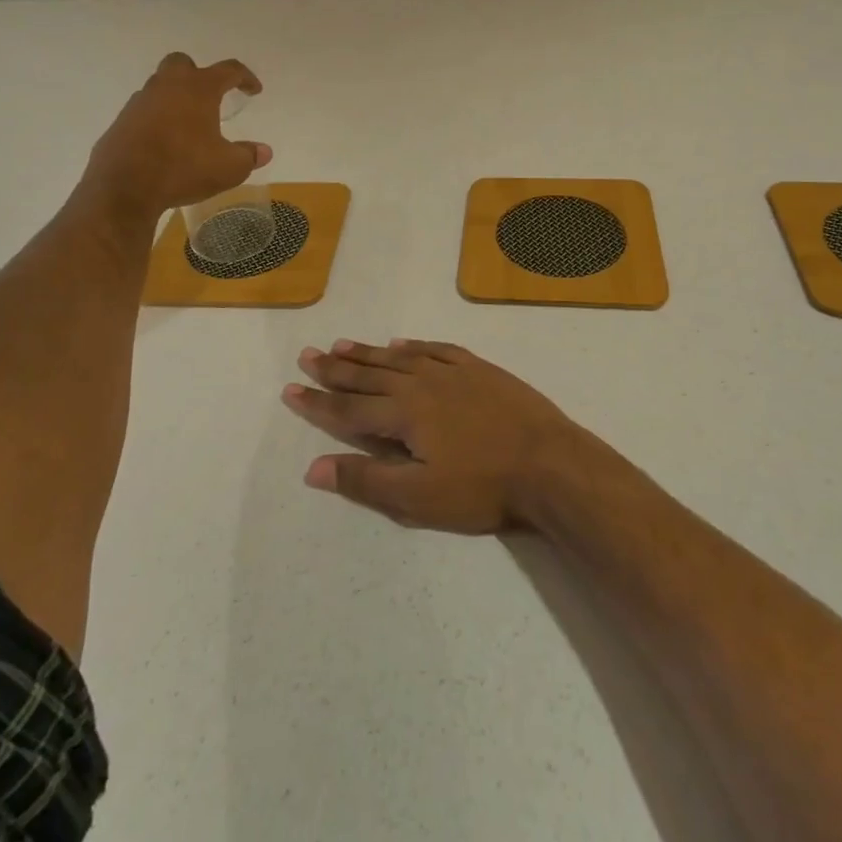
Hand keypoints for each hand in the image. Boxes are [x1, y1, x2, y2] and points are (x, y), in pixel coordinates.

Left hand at [83, 53, 270, 219]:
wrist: (123, 188)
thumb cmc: (183, 168)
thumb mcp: (229, 168)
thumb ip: (249, 156)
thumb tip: (263, 151)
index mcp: (198, 89)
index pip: (229, 70)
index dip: (245, 78)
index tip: (254, 90)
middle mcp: (167, 86)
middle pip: (182, 64)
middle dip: (198, 74)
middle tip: (210, 96)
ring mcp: (139, 103)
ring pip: (159, 87)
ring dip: (175, 98)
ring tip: (188, 125)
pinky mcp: (120, 123)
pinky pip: (144, 112)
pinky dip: (156, 120)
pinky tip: (164, 143)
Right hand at [283, 340, 580, 533]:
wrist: (549, 463)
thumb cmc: (482, 488)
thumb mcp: (419, 499)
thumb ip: (366, 480)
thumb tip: (314, 468)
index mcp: (403, 415)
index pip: (349, 408)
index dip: (318, 401)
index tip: (291, 389)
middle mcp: (421, 384)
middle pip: (368, 375)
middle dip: (335, 368)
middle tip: (308, 355)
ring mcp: (452, 372)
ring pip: (398, 358)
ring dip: (368, 352)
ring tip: (341, 344)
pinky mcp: (478, 368)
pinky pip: (436, 349)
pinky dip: (413, 346)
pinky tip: (402, 343)